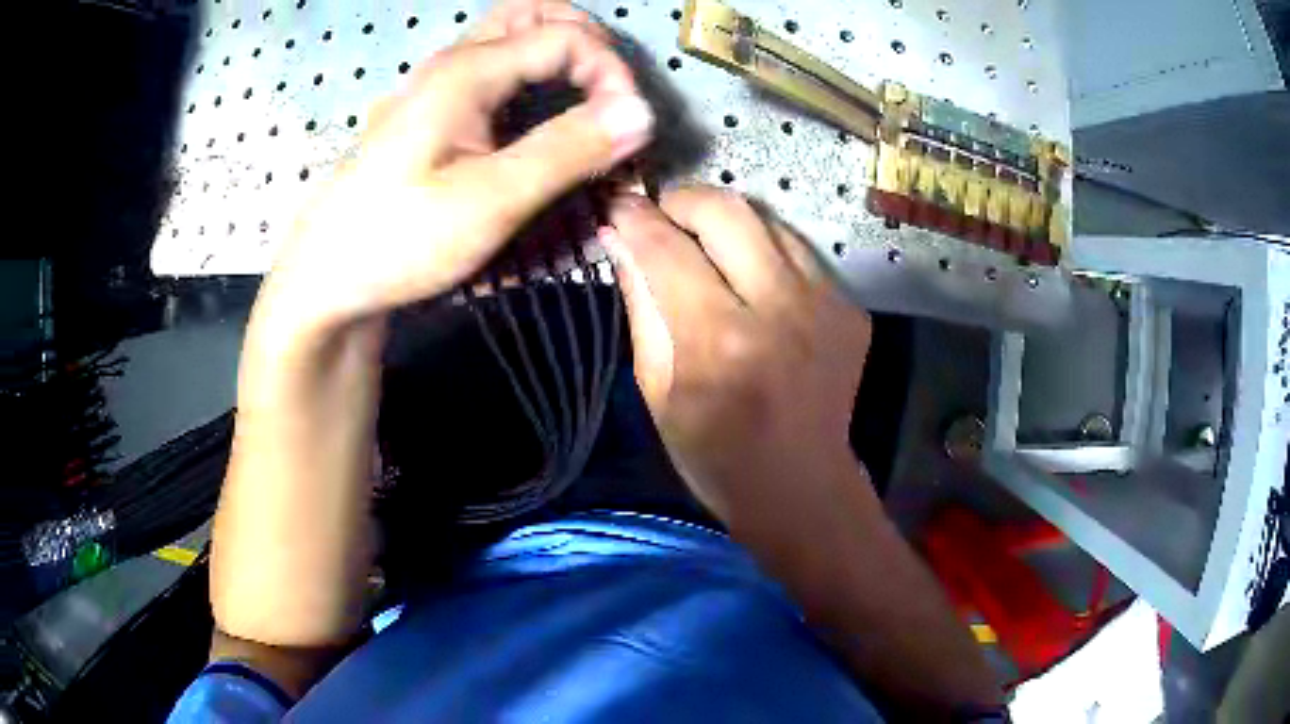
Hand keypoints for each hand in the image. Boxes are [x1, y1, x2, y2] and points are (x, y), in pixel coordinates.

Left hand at [260, 0, 653, 333]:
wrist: (330, 275)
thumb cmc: (400, 240)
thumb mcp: (489, 201)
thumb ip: (567, 150)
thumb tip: (641, 113)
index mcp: (468, 71)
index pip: (566, 37)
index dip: (611, 73)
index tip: (630, 130)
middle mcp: (455, 63)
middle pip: (535, 14)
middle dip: (588, 44)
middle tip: (612, 95)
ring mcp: (441, 85)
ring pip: (514, 37)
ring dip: (561, 56)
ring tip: (589, 102)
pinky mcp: (437, 112)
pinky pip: (498, 71)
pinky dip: (536, 78)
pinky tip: (545, 120)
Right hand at [605, 192, 1001, 715]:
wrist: (800, 483)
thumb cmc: (713, 453)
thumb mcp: (655, 388)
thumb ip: (641, 305)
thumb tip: (620, 239)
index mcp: (718, 343)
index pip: (666, 249)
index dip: (634, 218)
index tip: (618, 205)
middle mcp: (779, 310)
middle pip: (726, 210)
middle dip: (683, 200)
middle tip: (661, 215)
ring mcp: (825, 305)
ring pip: (767, 219)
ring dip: (726, 221)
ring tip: (703, 243)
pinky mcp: (850, 308)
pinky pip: (797, 251)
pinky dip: (763, 250)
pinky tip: (749, 278)